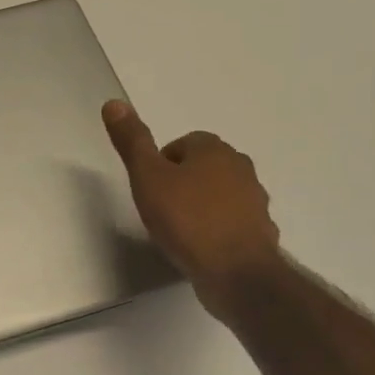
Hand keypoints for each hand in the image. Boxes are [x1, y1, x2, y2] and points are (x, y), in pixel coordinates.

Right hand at [102, 101, 281, 304]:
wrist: (235, 272)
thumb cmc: (187, 220)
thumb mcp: (148, 178)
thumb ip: (132, 142)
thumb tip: (114, 102)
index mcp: (214, 150)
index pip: (184, 143)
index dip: (162, 163)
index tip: (150, 188)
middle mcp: (240, 168)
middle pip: (204, 167)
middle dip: (183, 182)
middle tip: (161, 208)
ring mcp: (255, 200)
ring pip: (221, 194)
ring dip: (202, 205)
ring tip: (179, 230)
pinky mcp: (260, 231)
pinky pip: (233, 222)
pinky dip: (218, 229)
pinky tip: (201, 248)